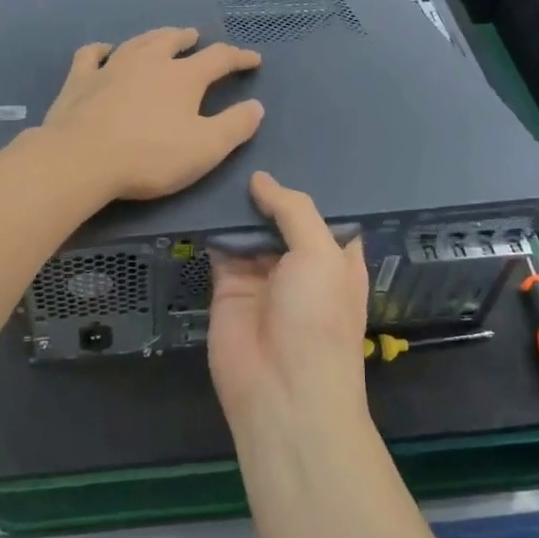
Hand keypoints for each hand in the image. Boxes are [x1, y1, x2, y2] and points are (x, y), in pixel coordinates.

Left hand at [37, 27, 263, 201]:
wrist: (82, 159)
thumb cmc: (150, 156)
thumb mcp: (206, 148)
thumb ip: (235, 126)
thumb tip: (256, 106)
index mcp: (183, 77)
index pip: (218, 58)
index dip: (238, 57)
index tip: (253, 59)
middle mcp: (149, 61)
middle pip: (172, 40)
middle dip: (188, 38)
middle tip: (195, 38)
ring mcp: (111, 67)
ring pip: (137, 42)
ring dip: (154, 37)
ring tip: (161, 37)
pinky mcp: (80, 79)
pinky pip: (91, 55)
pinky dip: (101, 50)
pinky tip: (104, 51)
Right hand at [208, 171, 369, 439]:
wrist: (281, 393)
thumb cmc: (319, 319)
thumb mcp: (321, 255)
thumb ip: (293, 210)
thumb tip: (261, 180)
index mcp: (336, 257)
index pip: (324, 211)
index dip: (309, 184)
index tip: (289, 147)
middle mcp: (301, 262)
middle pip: (282, 217)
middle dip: (268, 189)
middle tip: (243, 143)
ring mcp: (262, 274)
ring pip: (249, 229)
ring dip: (238, 203)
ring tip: (221, 160)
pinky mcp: (227, 286)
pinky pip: (220, 247)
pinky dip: (212, 225)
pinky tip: (202, 192)